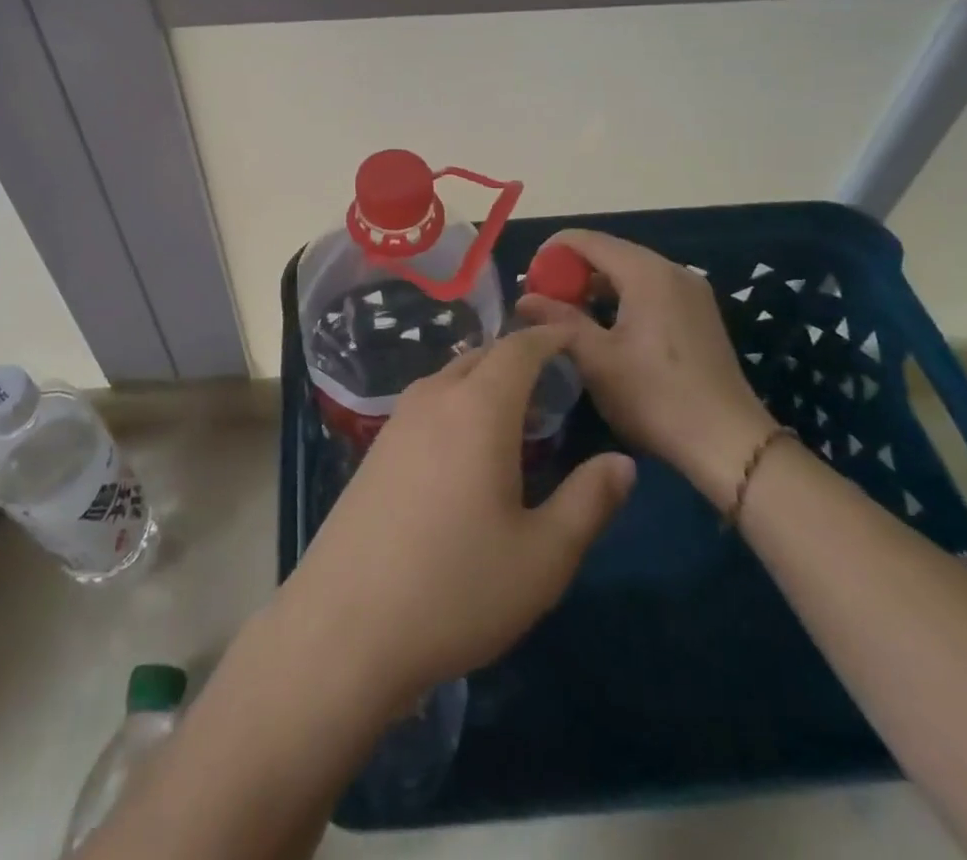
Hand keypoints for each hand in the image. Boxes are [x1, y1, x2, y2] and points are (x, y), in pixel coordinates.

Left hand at [274, 327, 635, 707]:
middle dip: (518, 357)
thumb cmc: (456, 589)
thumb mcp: (543, 557)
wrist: (344, 628)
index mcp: (478, 409)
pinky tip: (464, 448)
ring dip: (483, 381)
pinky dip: (456, 403)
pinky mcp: (374, 451)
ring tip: (514, 412)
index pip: (518, 349)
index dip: (548, 338)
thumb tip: (623, 462)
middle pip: (480, 356)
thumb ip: (588, 501)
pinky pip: (426, 405)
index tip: (573, 339)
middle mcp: (433, 400)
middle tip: (553, 382)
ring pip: (448, 379)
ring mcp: (396, 423)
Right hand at [517, 229, 774, 506]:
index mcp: (646, 272)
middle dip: (571, 272)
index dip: (551, 254)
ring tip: (568, 318)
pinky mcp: (699, 314)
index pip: (587, 240)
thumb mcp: (597, 360)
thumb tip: (523, 298)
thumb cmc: (655, 397)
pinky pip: (650, 290)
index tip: (528, 283)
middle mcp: (672, 270)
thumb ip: (558, 320)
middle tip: (543, 302)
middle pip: (609, 252)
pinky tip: (606, 329)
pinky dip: (621, 299)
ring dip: (595, 287)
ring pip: (630, 272)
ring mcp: (691, 291)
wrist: (729, 443)